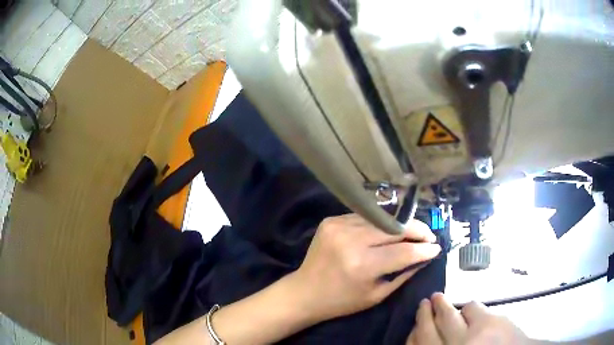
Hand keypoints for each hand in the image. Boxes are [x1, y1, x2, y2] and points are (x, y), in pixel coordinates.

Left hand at [289, 214, 440, 321]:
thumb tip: (426, 256)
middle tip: (430, 235)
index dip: (424, 249)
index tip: (437, 247)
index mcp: (363, 265)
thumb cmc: (342, 301)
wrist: (305, 292)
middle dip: (417, 230)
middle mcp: (351, 241)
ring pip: (381, 219)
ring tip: (414, 231)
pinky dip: (380, 223)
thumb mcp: (377, 295)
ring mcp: (339, 226)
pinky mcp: (331, 220)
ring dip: (401, 225)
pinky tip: (388, 229)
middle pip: (395, 228)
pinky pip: (365, 218)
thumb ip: (404, 274)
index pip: (404, 251)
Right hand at [407, 293, 531, 344]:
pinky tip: (470, 311)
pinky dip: (469, 308)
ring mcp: (472, 335)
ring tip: (442, 299)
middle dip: (426, 313)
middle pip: (433, 326)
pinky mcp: (490, 322)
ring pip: (452, 314)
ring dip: (446, 306)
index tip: (414, 320)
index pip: (420, 342)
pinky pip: (474, 308)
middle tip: (426, 301)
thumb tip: (427, 338)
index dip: (415, 329)